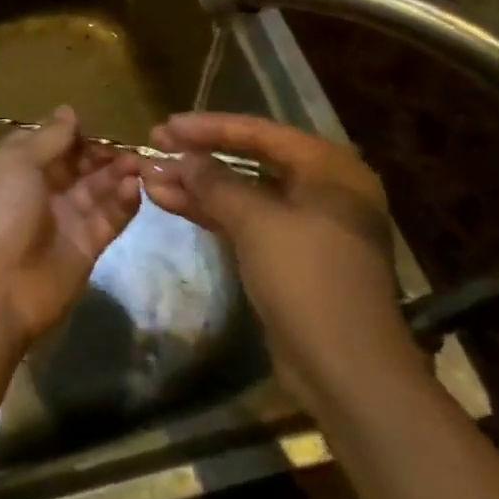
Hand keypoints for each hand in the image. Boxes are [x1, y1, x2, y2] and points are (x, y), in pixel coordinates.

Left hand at [0, 107, 141, 359]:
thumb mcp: (16, 161)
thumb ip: (48, 137)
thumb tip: (68, 111)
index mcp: (12, 168)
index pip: (45, 142)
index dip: (68, 133)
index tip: (93, 125)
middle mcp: (37, 191)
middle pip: (75, 165)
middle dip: (98, 153)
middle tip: (126, 146)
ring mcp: (62, 220)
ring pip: (95, 190)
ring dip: (115, 174)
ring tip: (138, 163)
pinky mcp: (85, 247)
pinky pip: (107, 219)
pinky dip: (122, 203)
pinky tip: (135, 187)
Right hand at [141, 111, 423, 406]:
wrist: (347, 371)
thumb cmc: (308, 279)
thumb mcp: (256, 221)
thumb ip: (215, 182)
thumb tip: (182, 159)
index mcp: (329, 169)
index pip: (259, 132)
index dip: (208, 127)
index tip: (165, 128)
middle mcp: (322, 189)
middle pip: (250, 160)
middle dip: (199, 157)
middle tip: (155, 149)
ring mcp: (307, 225)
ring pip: (243, 193)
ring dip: (197, 186)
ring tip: (150, 179)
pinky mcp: (290, 257)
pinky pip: (245, 221)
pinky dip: (210, 212)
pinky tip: (169, 203)